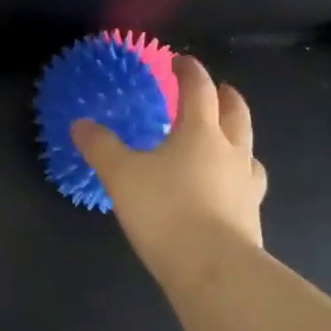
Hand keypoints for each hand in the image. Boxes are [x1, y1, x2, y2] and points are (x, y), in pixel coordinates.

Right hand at [72, 54, 267, 281]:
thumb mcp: (121, 175)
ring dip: (238, 138)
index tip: (180, 61)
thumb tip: (80, 124)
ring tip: (225, 141)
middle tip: (218, 91)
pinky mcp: (250, 218)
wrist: (213, 270)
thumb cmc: (165, 210)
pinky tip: (223, 190)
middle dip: (226, 98)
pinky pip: (246, 185)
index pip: (199, 90)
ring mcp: (246, 186)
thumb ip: (101, 147)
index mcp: (200, 132)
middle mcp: (230, 152)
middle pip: (236, 114)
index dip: (189, 71)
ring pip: (248, 150)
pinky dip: (236, 177)